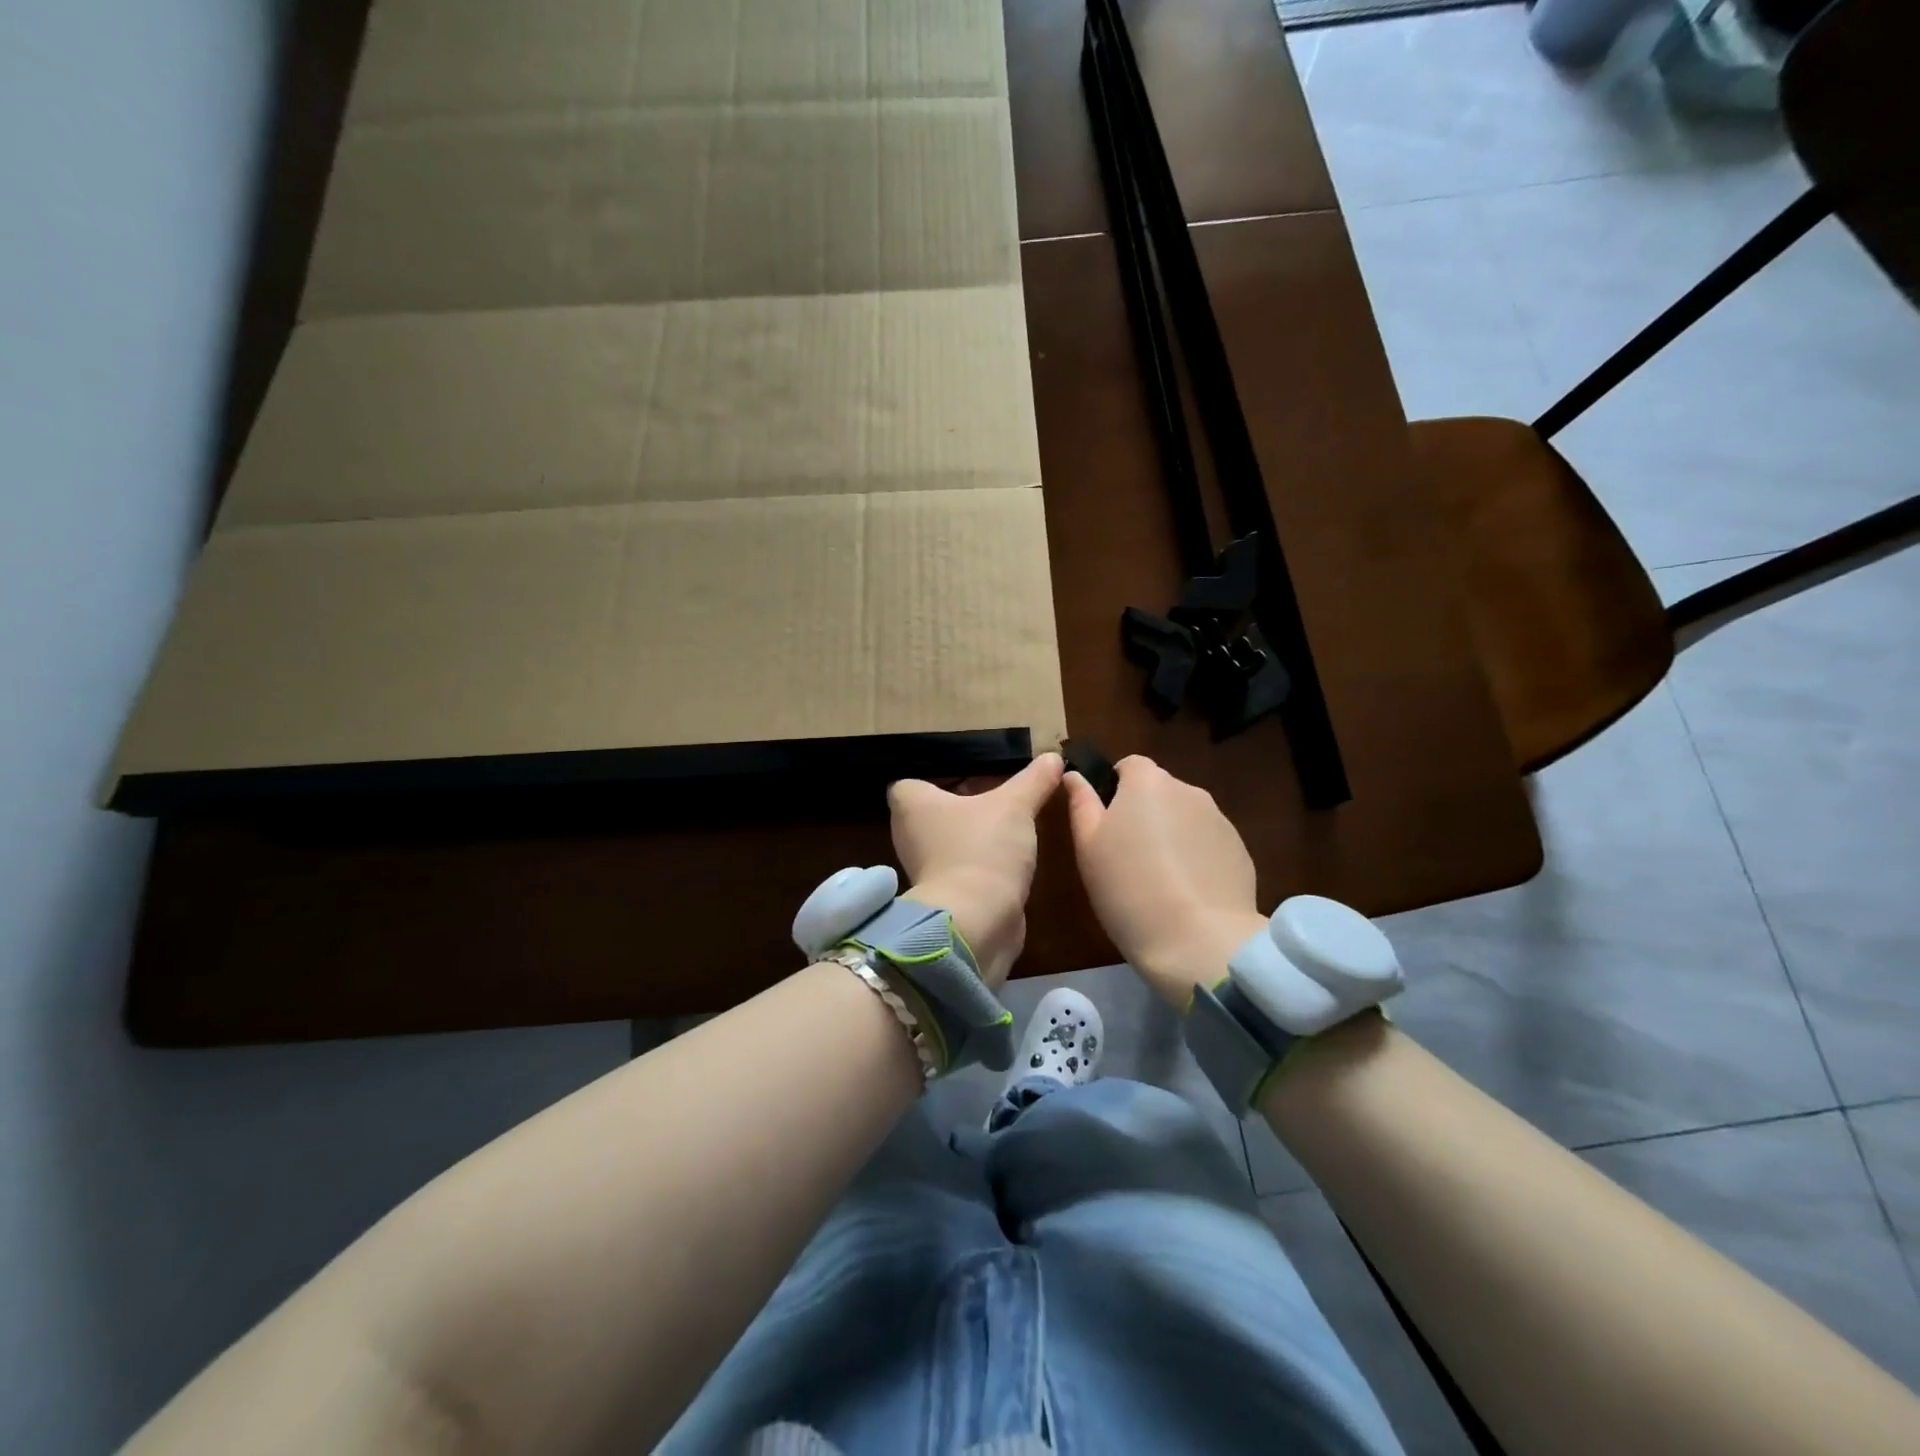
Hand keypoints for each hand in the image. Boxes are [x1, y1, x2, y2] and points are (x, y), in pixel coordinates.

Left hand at [888, 752, 1063, 986]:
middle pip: (931, 814)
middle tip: (995, 797)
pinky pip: (962, 871)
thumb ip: (1033, 780)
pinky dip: (980, 866)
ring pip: (948, 844)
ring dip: (973, 838)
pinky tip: (1008, 860)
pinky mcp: (944, 897)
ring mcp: (924, 870)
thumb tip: (1054, 756)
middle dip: (960, 808)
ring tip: (1007, 827)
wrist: (976, 922)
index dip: (932, 780)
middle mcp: (909, 835)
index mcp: (911, 805)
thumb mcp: (1015, 806)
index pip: (907, 785)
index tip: (965, 777)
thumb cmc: (982, 849)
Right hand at [1064, 755, 1267, 1008]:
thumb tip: (1074, 775)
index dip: (1114, 789)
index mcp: (1147, 782)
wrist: (1199, 940)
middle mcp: (1188, 790)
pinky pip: (1207, 844)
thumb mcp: (1088, 847)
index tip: (1104, 824)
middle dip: (1142, 813)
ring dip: (1170, 835)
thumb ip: (1081, 803)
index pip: (1128, 765)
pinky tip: (1185, 893)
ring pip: (1184, 818)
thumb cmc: (1128, 888)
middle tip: (1125, 856)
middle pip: (1159, 791)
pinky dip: (1195, 858)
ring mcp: (1219, 820)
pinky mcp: (1240, 851)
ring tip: (1157, 879)